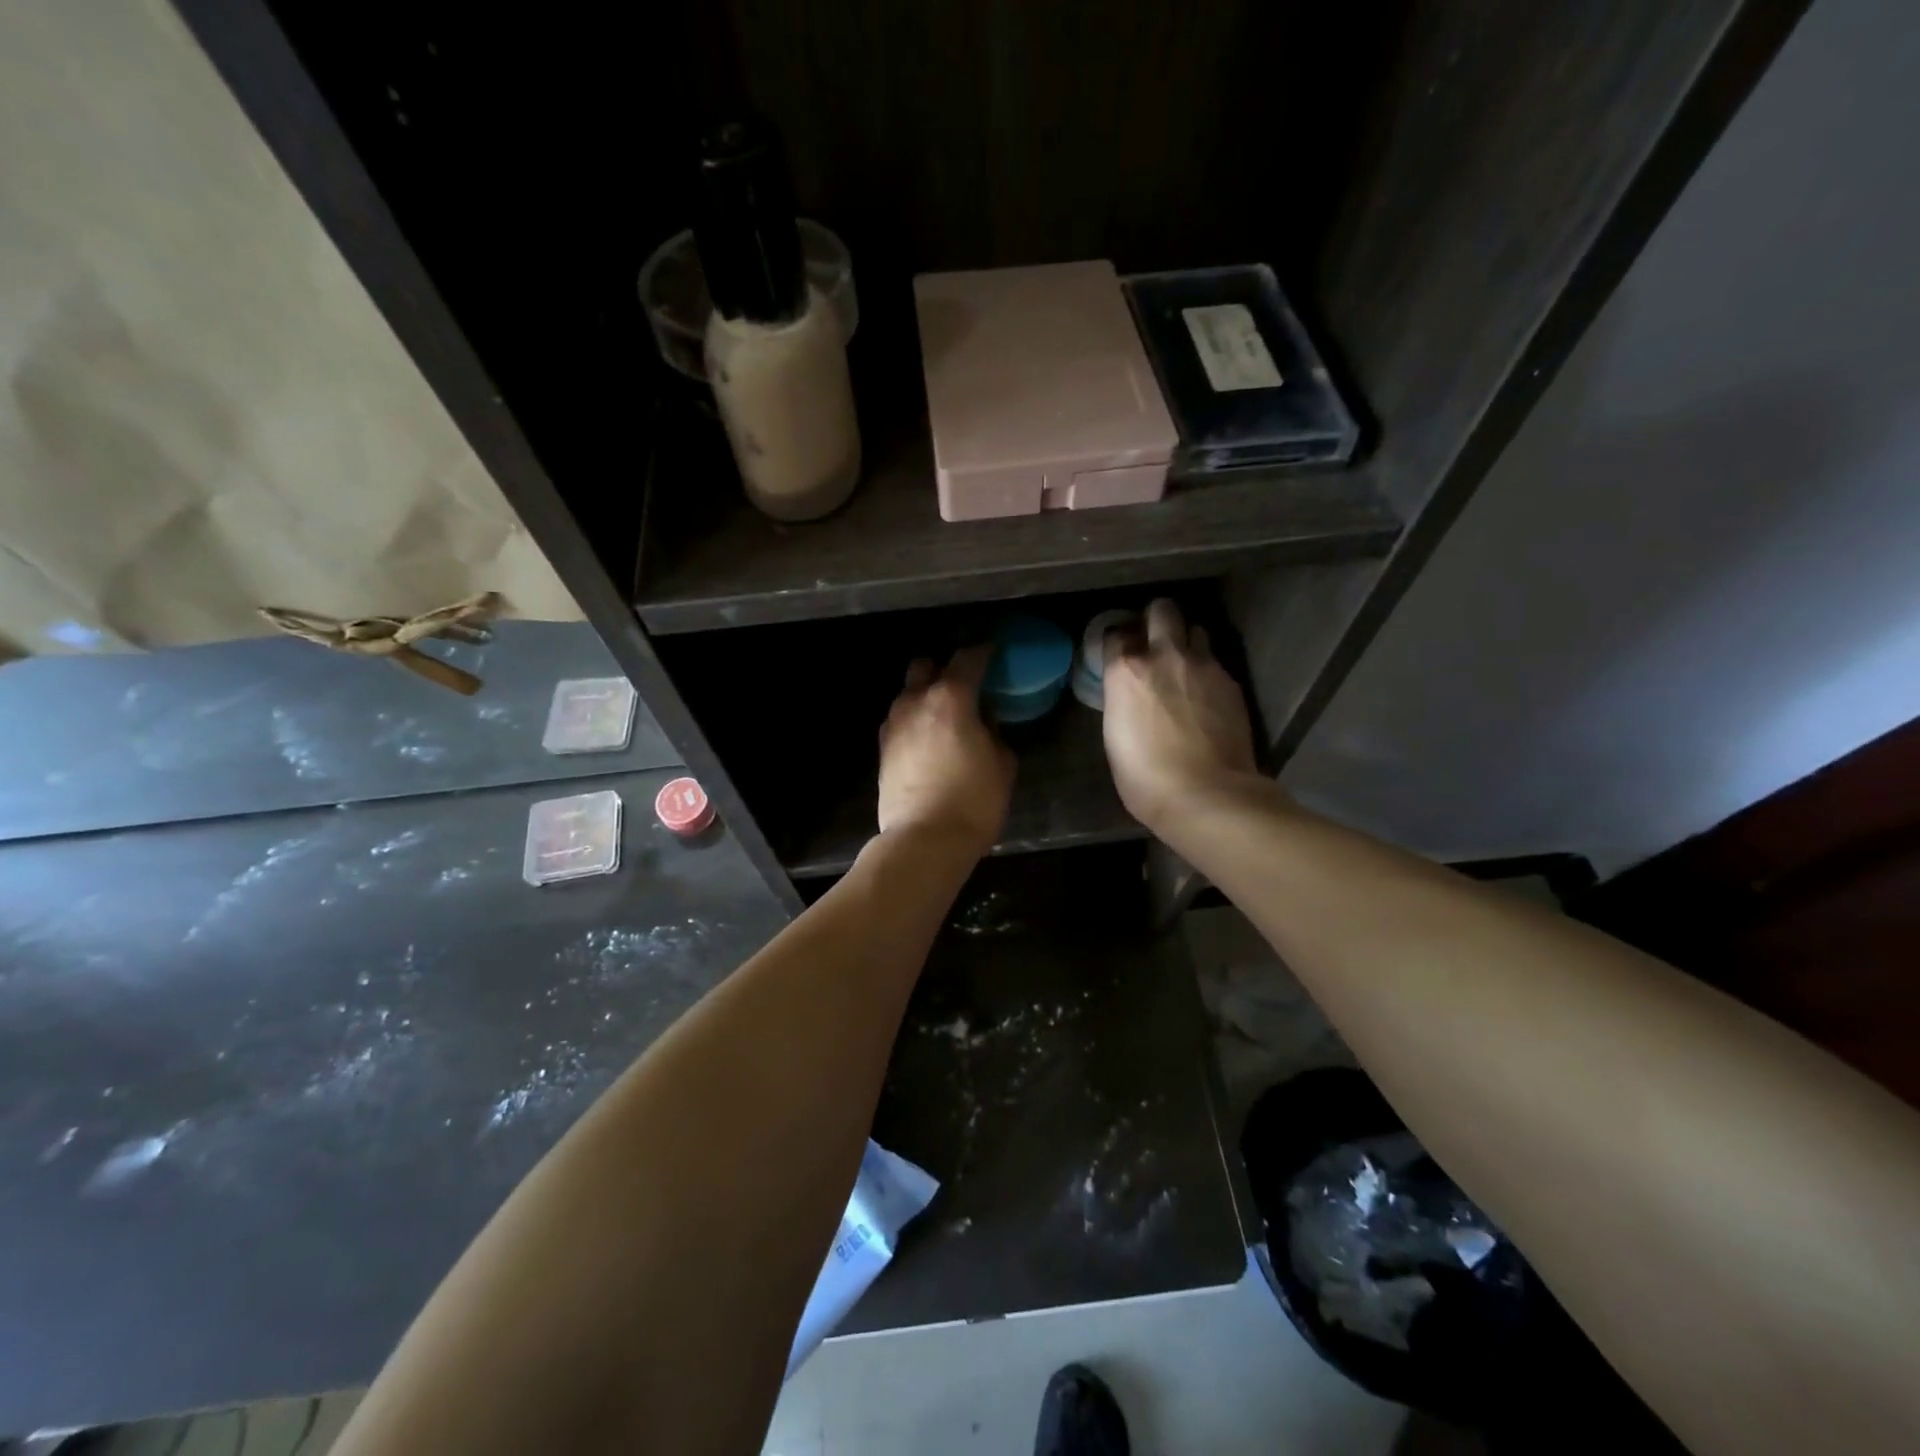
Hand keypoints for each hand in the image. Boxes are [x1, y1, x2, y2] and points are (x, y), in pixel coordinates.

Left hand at [877, 646, 1014, 857]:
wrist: (924, 840)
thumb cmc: (973, 801)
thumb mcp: (1002, 765)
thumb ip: (994, 733)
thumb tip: (984, 722)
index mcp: (951, 698)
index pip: (968, 658)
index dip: (983, 651)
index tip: (994, 652)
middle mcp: (916, 702)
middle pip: (924, 665)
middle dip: (943, 667)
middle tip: (963, 684)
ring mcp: (893, 725)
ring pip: (907, 693)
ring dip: (925, 695)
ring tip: (944, 715)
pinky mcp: (882, 750)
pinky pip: (899, 720)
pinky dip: (914, 721)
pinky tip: (927, 739)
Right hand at [1102, 599, 1259, 833]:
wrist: (1206, 795)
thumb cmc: (1145, 778)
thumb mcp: (1115, 737)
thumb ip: (1123, 703)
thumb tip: (1131, 695)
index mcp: (1126, 671)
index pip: (1115, 633)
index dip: (1118, 642)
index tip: (1120, 654)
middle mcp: (1164, 656)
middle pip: (1162, 610)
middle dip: (1157, 618)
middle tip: (1155, 639)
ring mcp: (1203, 665)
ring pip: (1196, 629)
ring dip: (1187, 641)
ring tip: (1185, 664)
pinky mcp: (1231, 682)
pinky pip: (1216, 662)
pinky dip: (1208, 671)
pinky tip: (1206, 695)